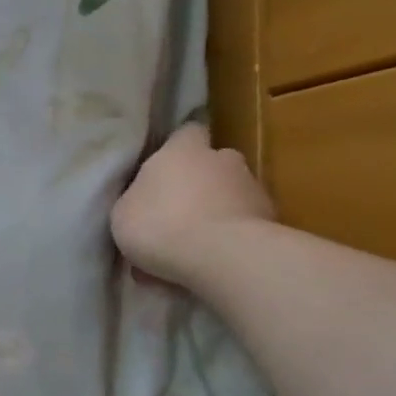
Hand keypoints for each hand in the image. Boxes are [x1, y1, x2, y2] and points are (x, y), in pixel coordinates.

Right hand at [111, 124, 275, 289]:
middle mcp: (222, 160)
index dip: (177, 147)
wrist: (223, 257)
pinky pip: (242, 225)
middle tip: (175, 211)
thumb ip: (135, 198)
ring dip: (214, 212)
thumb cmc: (160, 225)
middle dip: (199, 183)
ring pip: (229, 196)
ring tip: (192, 246)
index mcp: (182, 151)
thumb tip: (145, 198)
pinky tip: (209, 262)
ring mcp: (252, 189)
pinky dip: (229, 238)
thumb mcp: (123, 212)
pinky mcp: (272, 220)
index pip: (186, 132)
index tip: (165, 166)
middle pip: (212, 164)